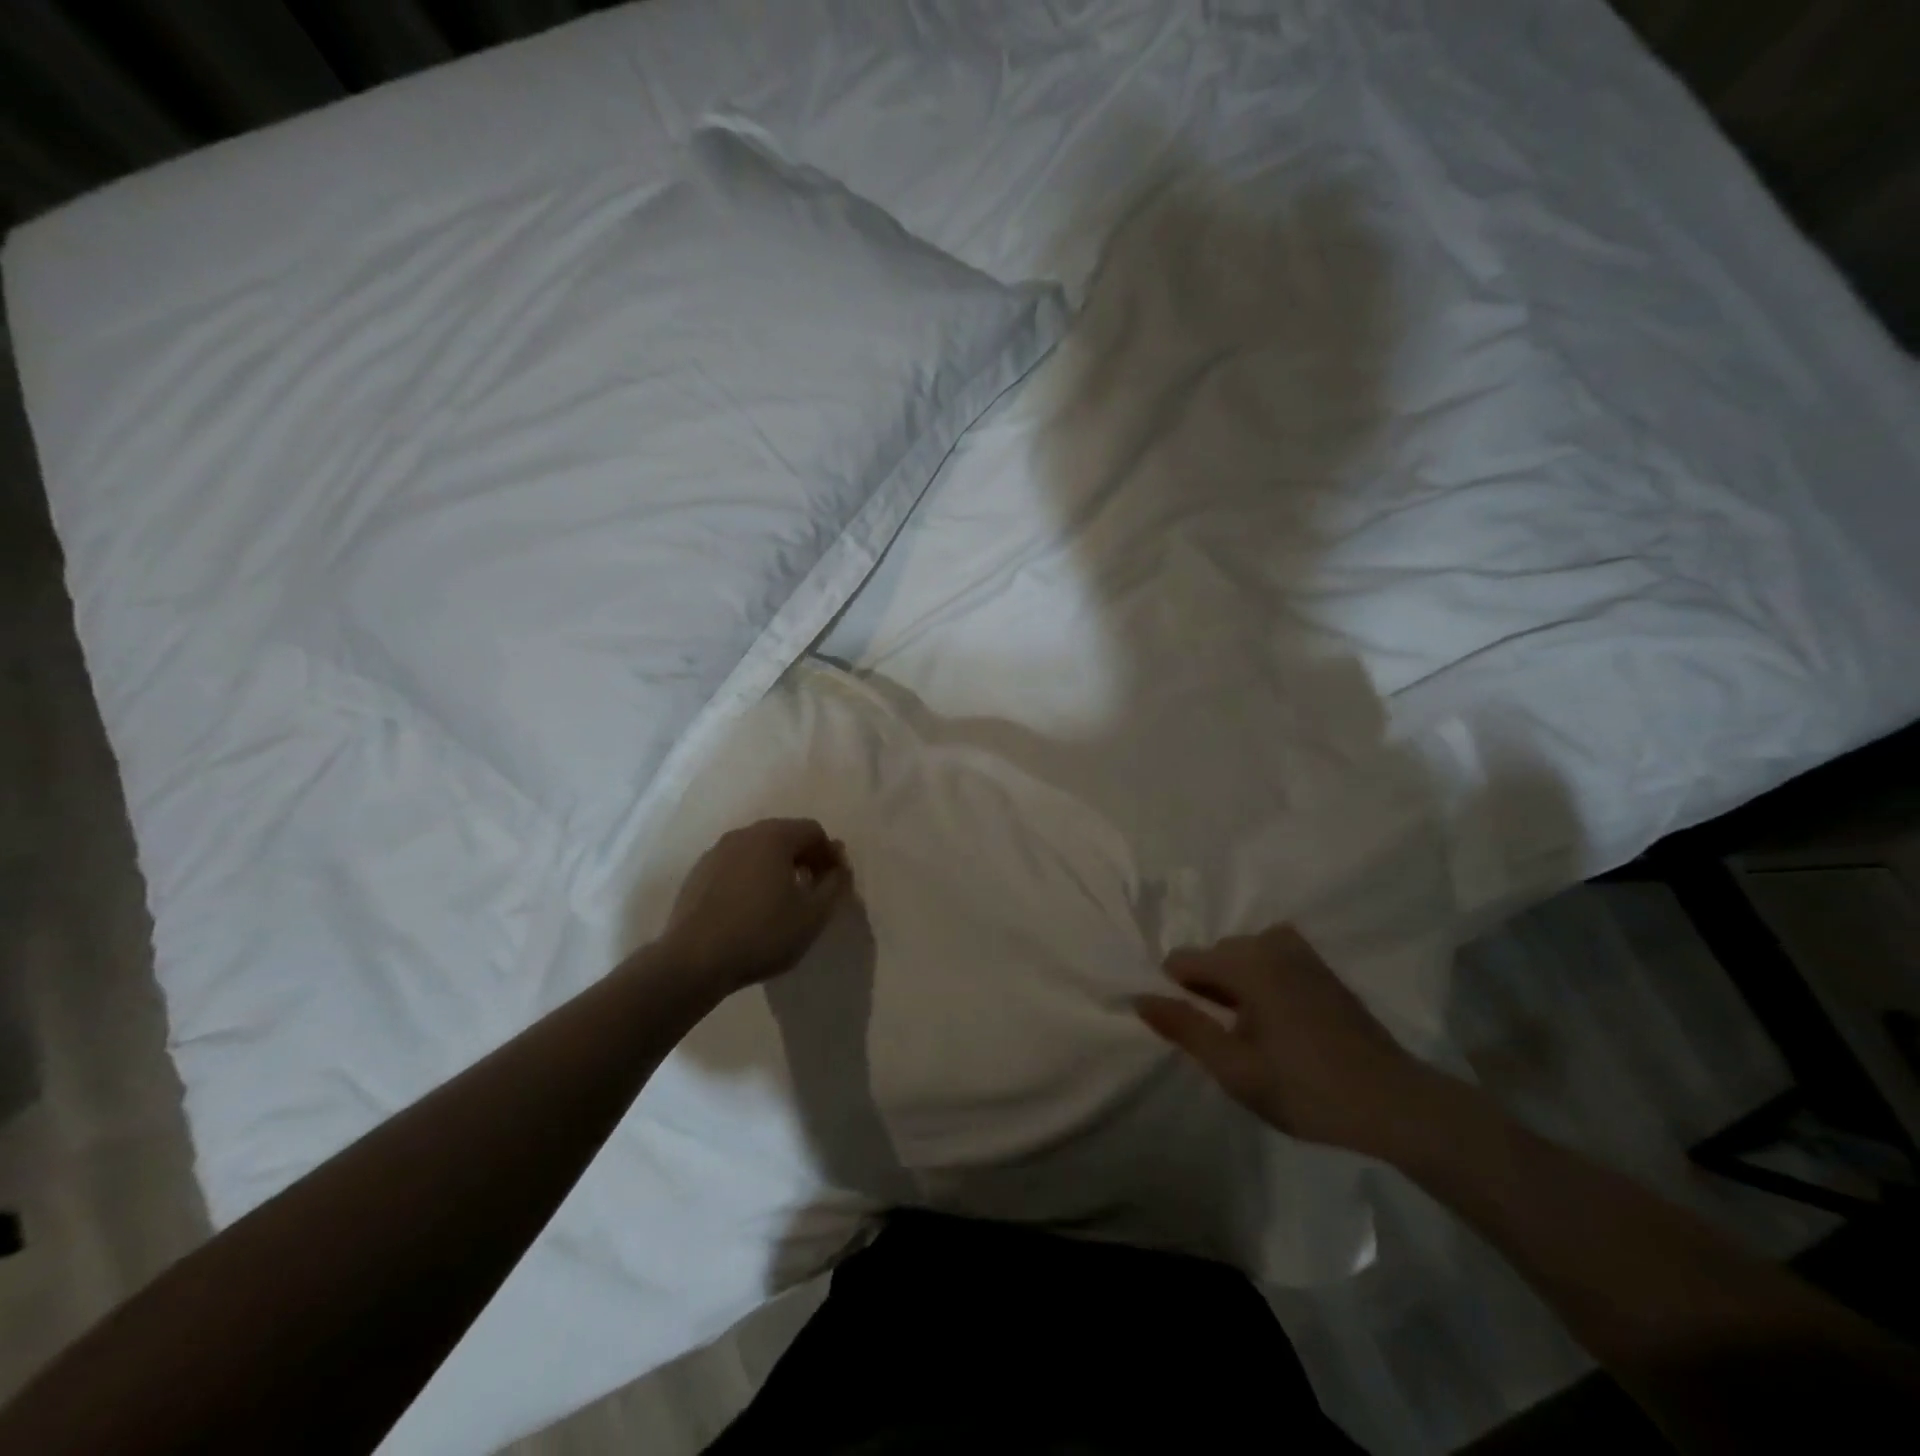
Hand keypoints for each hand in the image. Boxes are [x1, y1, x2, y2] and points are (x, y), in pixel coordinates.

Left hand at [660, 818, 852, 994]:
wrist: (693, 962)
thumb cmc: (762, 934)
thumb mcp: (813, 915)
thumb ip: (835, 885)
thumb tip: (839, 867)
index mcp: (774, 837)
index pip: (813, 831)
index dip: (830, 854)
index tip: (834, 883)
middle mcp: (743, 835)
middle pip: (784, 835)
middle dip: (804, 857)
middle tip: (813, 889)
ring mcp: (715, 852)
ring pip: (757, 850)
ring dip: (776, 867)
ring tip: (782, 900)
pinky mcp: (697, 874)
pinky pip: (735, 866)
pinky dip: (750, 877)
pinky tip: (751, 908)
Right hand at [1136, 924, 1436, 1155]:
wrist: (1395, 1104)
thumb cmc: (1308, 1090)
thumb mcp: (1235, 1069)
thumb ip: (1185, 1028)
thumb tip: (1139, 996)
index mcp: (1247, 964)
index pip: (1183, 960)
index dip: (1175, 994)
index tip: (1193, 1032)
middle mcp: (1271, 944)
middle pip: (1213, 955)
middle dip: (1207, 989)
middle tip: (1227, 1040)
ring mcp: (1301, 952)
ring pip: (1242, 956)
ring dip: (1235, 985)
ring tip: (1252, 1032)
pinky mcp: (1321, 967)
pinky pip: (1271, 958)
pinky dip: (1261, 980)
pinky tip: (1278, 1020)